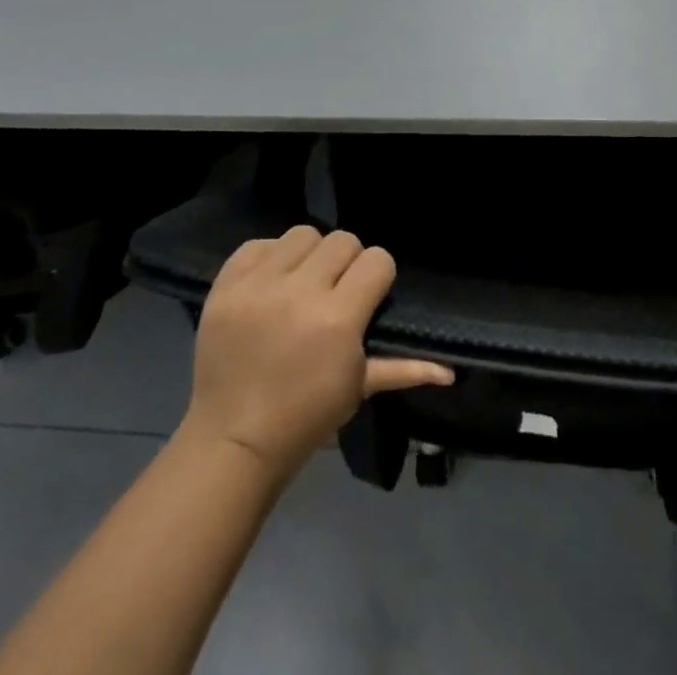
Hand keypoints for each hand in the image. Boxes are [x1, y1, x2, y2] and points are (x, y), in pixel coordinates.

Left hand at [182, 226, 452, 482]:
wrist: (231, 442)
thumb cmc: (305, 418)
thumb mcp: (358, 390)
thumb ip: (404, 368)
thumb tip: (450, 371)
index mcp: (338, 319)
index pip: (377, 259)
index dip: (377, 275)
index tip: (368, 296)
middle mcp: (299, 292)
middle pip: (343, 240)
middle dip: (346, 263)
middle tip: (335, 291)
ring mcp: (258, 287)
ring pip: (303, 234)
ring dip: (309, 256)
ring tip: (301, 284)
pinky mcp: (225, 286)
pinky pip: (258, 244)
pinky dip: (269, 258)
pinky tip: (271, 283)